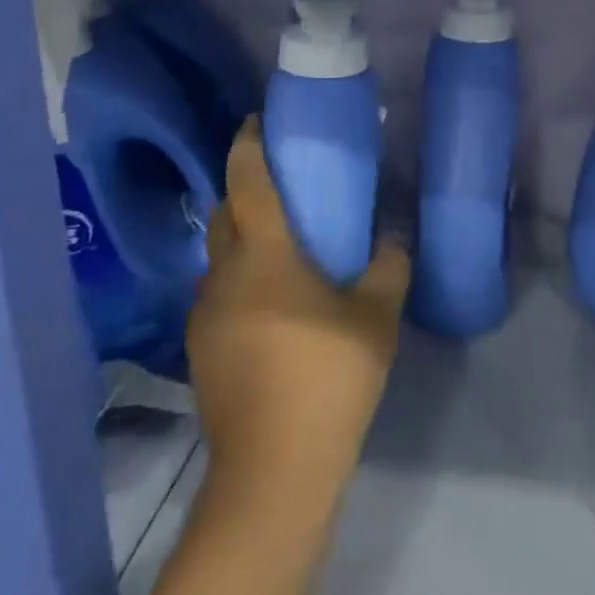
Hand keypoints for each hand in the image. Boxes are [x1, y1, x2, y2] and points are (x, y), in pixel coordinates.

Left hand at [191, 119, 408, 509]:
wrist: (273, 471)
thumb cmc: (328, 379)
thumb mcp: (377, 319)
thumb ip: (389, 268)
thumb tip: (392, 239)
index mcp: (263, 256)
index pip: (247, 183)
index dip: (247, 146)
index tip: (255, 122)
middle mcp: (223, 275)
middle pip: (225, 216)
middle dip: (245, 193)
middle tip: (284, 191)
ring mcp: (204, 316)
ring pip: (219, 259)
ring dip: (243, 242)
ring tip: (283, 251)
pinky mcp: (201, 350)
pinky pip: (218, 294)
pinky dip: (240, 281)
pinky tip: (271, 307)